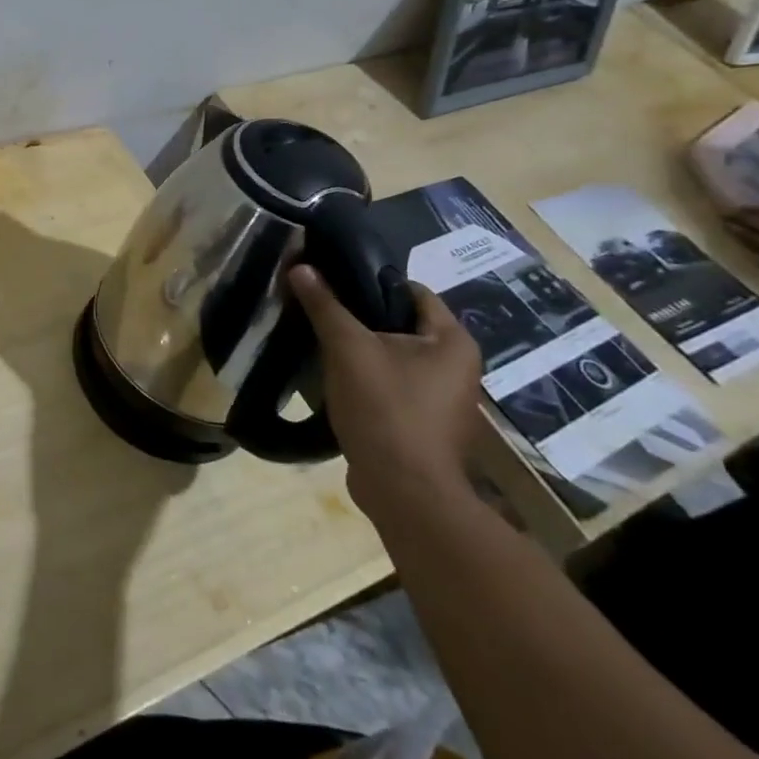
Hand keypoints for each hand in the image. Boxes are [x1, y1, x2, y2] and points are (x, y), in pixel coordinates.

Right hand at [289, 265, 482, 519]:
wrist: (404, 491)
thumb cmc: (386, 408)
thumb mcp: (347, 348)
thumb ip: (324, 305)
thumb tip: (301, 266)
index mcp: (453, 342)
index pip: (412, 291)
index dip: (371, 281)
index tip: (332, 282)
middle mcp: (457, 367)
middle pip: (401, 324)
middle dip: (360, 317)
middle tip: (320, 310)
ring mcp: (443, 400)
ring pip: (394, 357)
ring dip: (360, 350)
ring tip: (321, 342)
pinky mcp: (423, 425)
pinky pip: (391, 386)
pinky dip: (366, 379)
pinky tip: (334, 379)